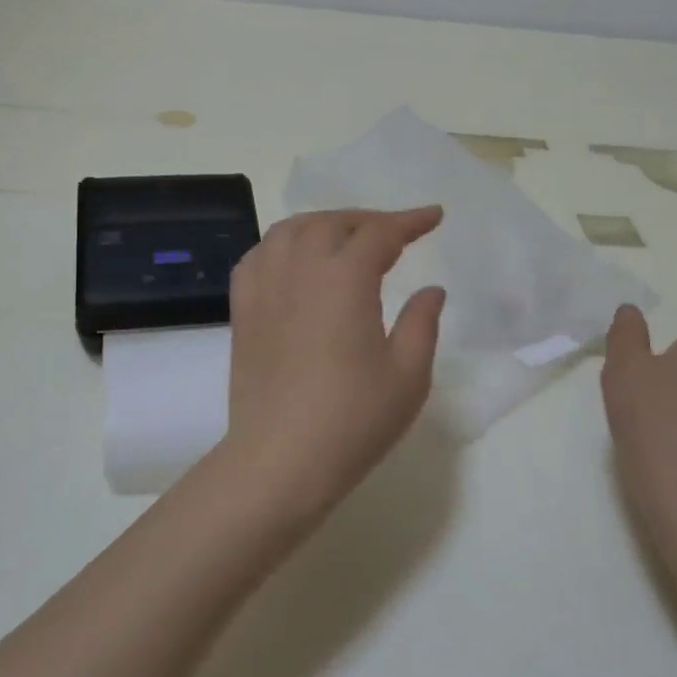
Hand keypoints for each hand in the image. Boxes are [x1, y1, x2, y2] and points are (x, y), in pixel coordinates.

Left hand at [222, 207, 446, 515]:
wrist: (279, 460)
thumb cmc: (352, 420)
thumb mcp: (407, 376)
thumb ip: (421, 323)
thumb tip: (431, 290)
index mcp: (344, 279)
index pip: (380, 233)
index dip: (410, 221)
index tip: (433, 216)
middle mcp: (300, 269)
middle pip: (333, 224)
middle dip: (368, 221)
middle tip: (394, 235)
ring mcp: (264, 288)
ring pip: (290, 231)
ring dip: (324, 225)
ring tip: (345, 239)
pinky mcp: (242, 310)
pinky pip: (259, 256)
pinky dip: (283, 245)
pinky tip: (295, 261)